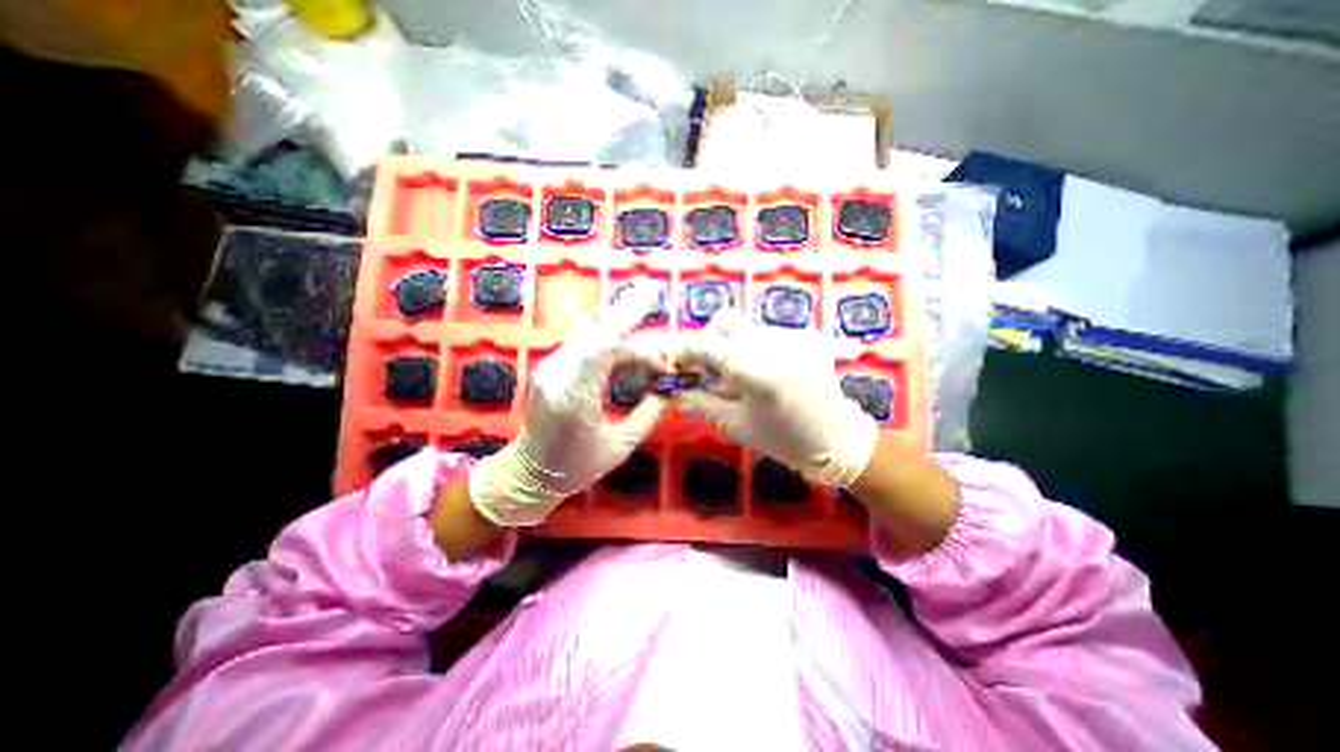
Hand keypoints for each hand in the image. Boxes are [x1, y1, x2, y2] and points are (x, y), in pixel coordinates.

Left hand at [468, 278, 666, 523]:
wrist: (529, 473)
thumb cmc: (577, 467)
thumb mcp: (620, 447)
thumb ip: (648, 414)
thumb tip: (668, 389)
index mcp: (574, 399)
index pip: (603, 345)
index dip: (628, 318)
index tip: (649, 297)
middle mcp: (557, 375)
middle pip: (598, 334)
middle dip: (633, 327)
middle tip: (657, 334)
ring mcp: (549, 368)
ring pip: (591, 335)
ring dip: (622, 339)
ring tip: (647, 359)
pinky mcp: (549, 366)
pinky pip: (583, 344)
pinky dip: (608, 346)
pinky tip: (625, 359)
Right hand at [671, 307, 880, 488]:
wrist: (838, 439)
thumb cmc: (783, 440)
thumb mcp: (736, 426)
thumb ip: (700, 404)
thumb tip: (672, 394)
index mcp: (754, 370)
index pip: (706, 345)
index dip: (685, 351)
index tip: (677, 363)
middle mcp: (773, 343)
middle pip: (725, 320)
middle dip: (709, 340)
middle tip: (709, 368)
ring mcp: (793, 335)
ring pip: (746, 327)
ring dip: (732, 345)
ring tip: (740, 376)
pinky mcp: (807, 335)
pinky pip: (768, 332)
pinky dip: (755, 348)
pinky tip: (764, 371)